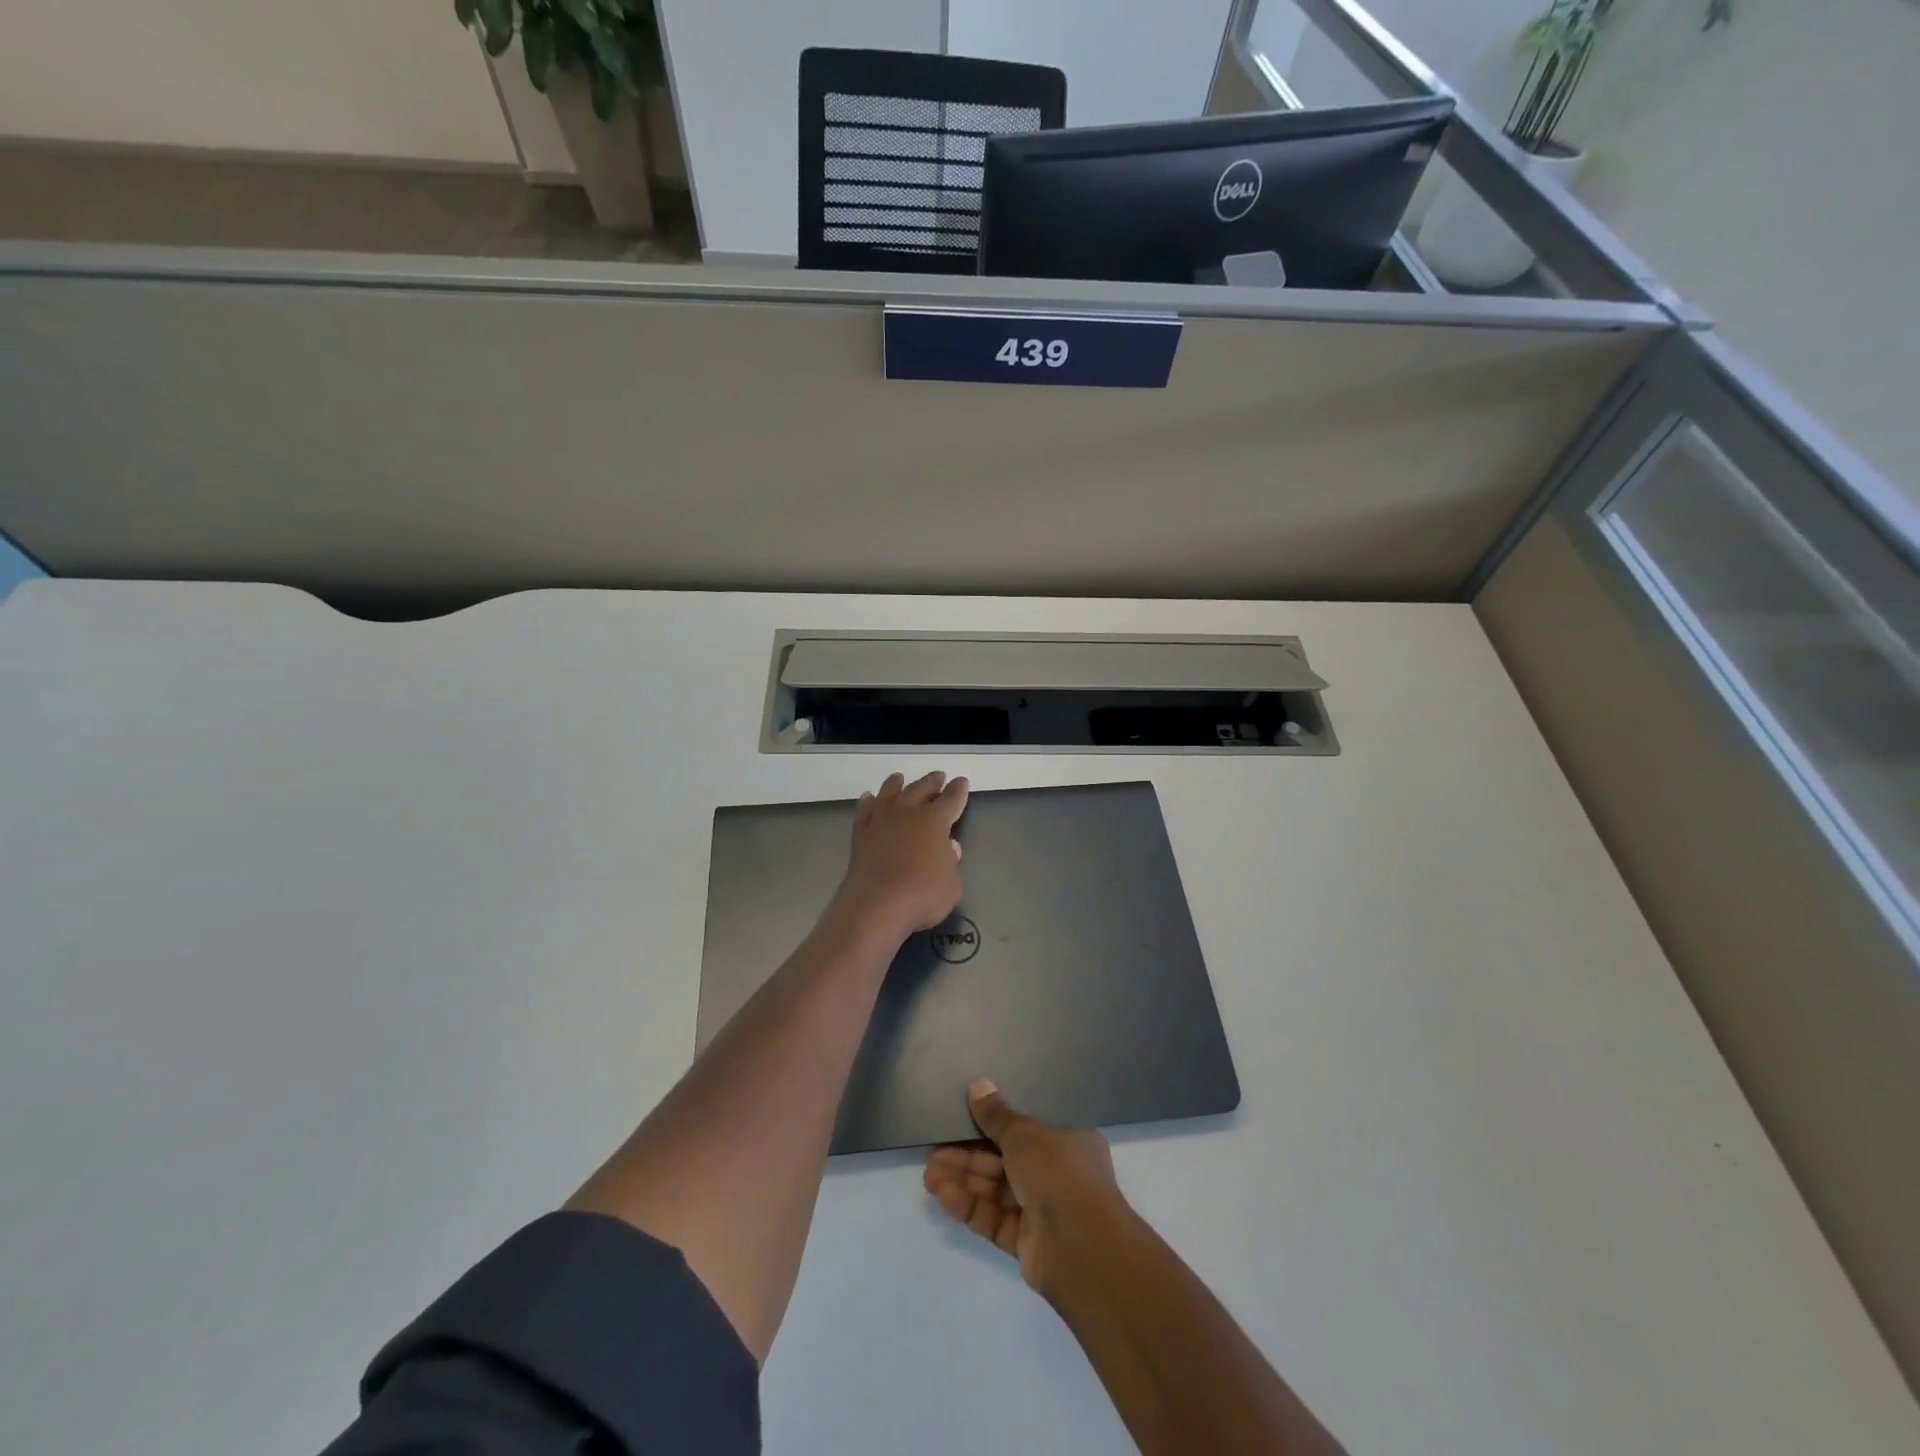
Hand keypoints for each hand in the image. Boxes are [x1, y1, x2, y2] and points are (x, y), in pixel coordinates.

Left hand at [833, 771, 969, 942]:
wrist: (876, 905)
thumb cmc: (922, 895)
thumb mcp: (951, 885)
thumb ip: (951, 863)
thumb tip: (948, 847)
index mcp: (935, 820)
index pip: (951, 799)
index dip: (958, 790)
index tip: (961, 782)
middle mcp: (908, 812)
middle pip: (921, 788)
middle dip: (931, 782)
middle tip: (938, 776)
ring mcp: (881, 820)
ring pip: (889, 792)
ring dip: (896, 784)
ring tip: (899, 778)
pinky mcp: (861, 833)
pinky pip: (865, 810)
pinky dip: (868, 802)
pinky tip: (869, 798)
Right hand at [924, 1080, 1125, 1299]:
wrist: (1080, 1246)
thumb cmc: (1058, 1172)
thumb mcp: (1024, 1133)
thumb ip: (997, 1115)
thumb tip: (977, 1086)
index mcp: (1067, 1142)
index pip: (1026, 1130)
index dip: (992, 1126)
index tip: (963, 1121)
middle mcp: (1057, 1175)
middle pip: (1005, 1162)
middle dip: (968, 1158)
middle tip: (934, 1152)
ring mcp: (1042, 1211)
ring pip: (996, 1191)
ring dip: (963, 1181)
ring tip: (929, 1174)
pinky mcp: (1027, 1243)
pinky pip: (994, 1219)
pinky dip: (970, 1207)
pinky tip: (943, 1195)